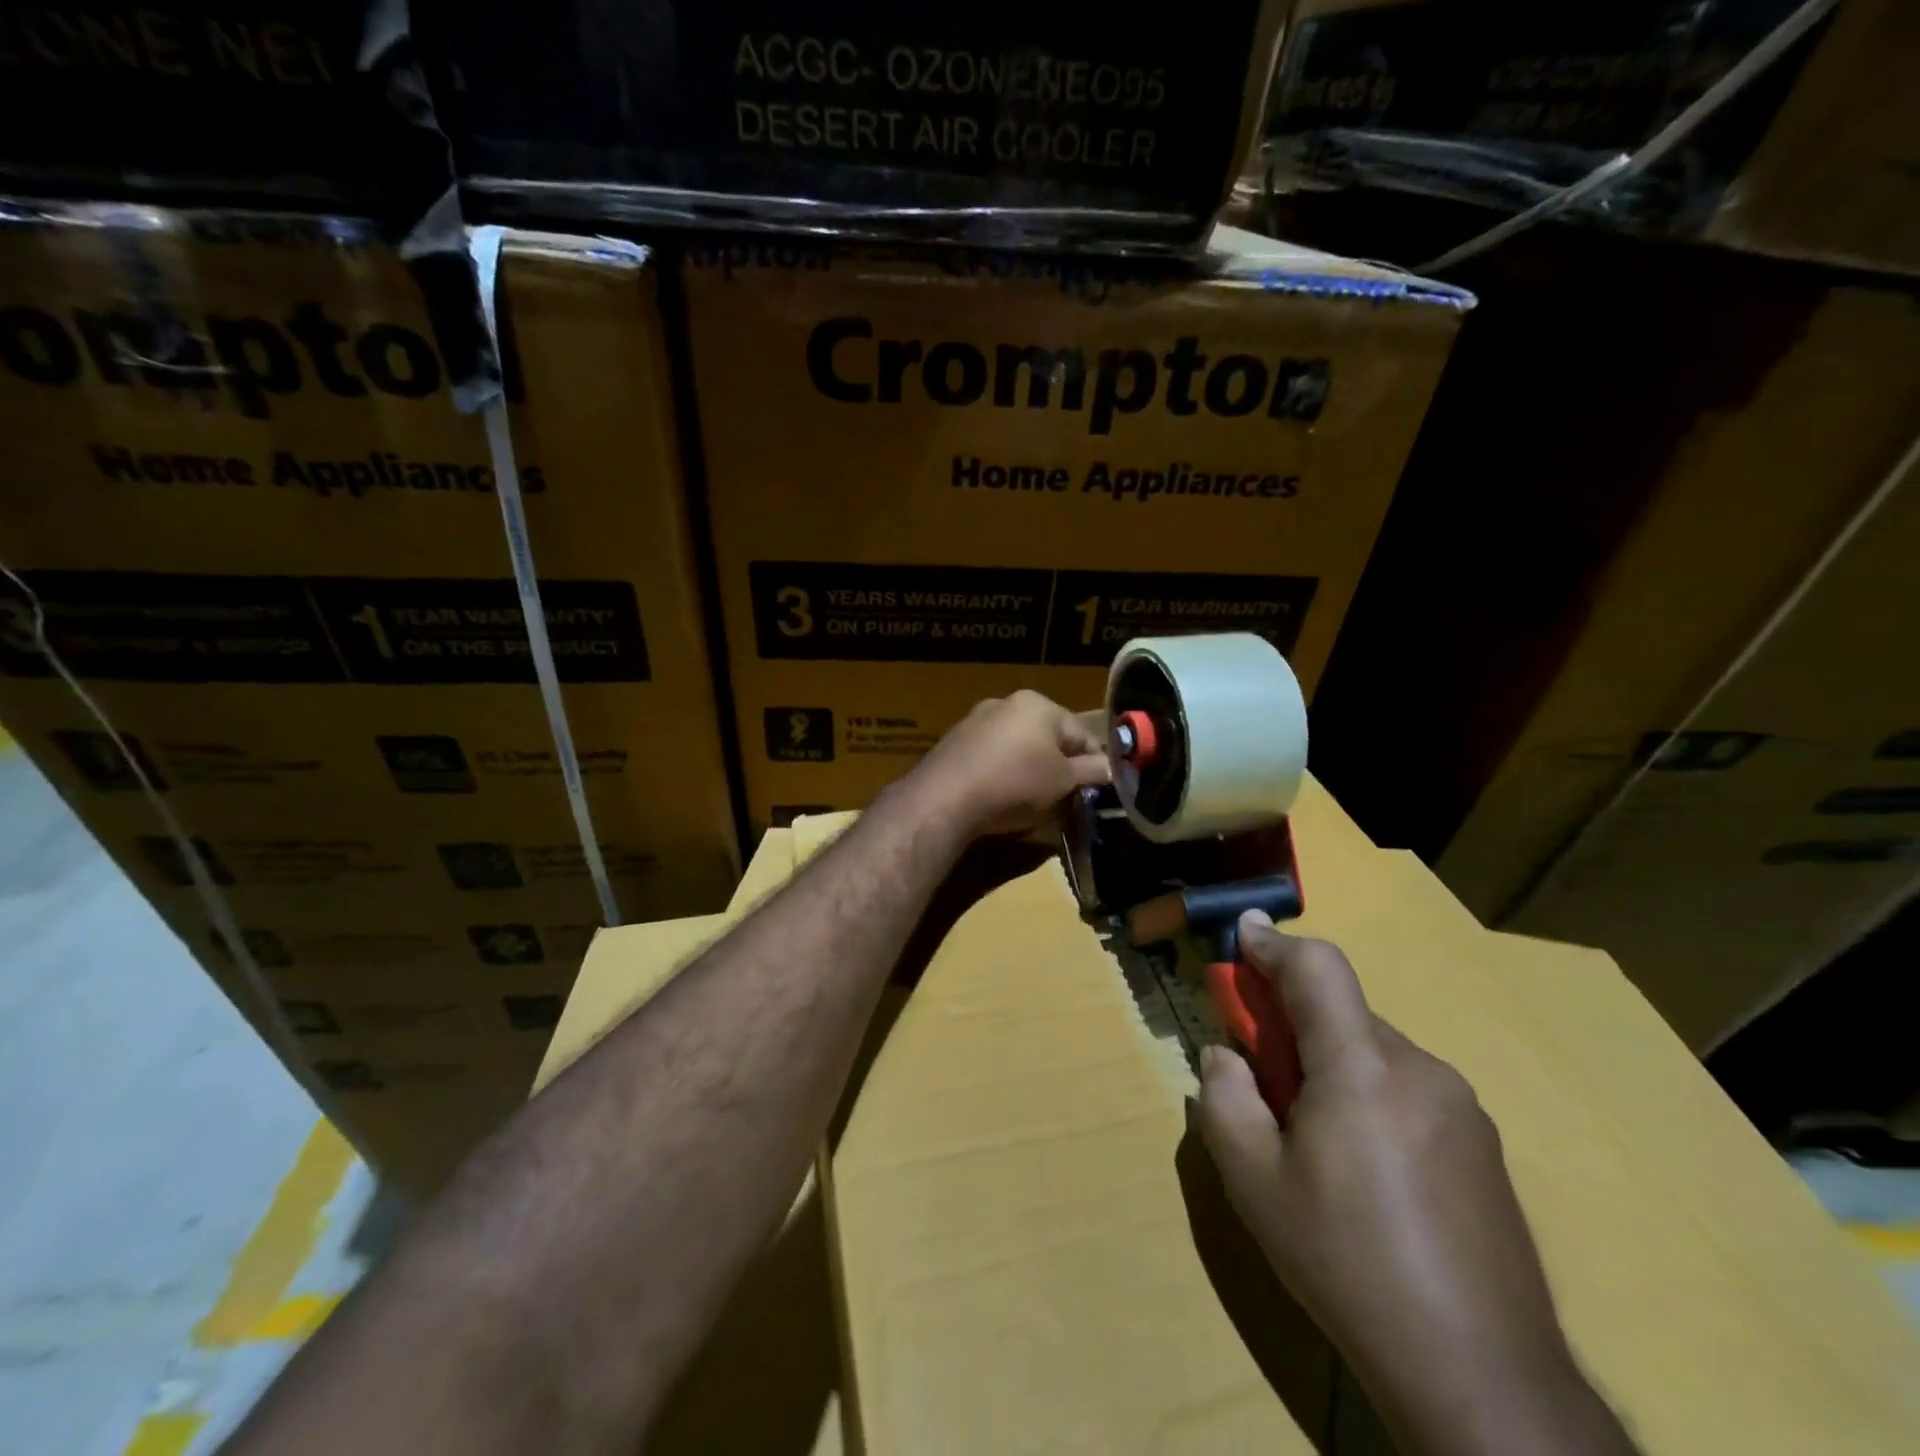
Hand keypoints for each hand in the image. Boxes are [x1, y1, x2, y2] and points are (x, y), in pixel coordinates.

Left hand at [903, 690, 1110, 838]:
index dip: (1094, 763)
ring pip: (1018, 748)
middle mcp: (1005, 703)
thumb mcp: (1063, 781)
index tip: (1097, 790)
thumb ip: (1091, 772)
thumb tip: (1112, 769)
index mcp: (1037, 704)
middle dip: (1059, 767)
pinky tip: (1001, 798)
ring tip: (1034, 803)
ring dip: (1031, 772)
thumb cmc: (1016, 783)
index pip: (1081, 733)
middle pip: (1048, 738)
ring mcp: (975, 722)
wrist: (945, 798)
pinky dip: (1002, 775)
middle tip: (1066, 798)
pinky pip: (991, 758)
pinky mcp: (954, 744)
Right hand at [1199, 915, 1631, 1455]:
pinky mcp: (1484, 1147)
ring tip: (1312, 1138)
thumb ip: (1224, 1098)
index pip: (1318, 967)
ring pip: (1375, 1053)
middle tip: (1262, 1074)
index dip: (1274, 944)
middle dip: (1294, 1022)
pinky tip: (1366, 1172)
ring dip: (1332, 1064)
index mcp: (1362, 1066)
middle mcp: (1420, 1069)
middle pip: (1343, 1013)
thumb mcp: (1252, 1181)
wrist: (1483, 1377)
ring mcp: (1462, 1108)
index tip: (1241, 936)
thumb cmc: (1347, 1263)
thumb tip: (1225, 1056)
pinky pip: (1408, 1090)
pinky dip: (1370, 1096)